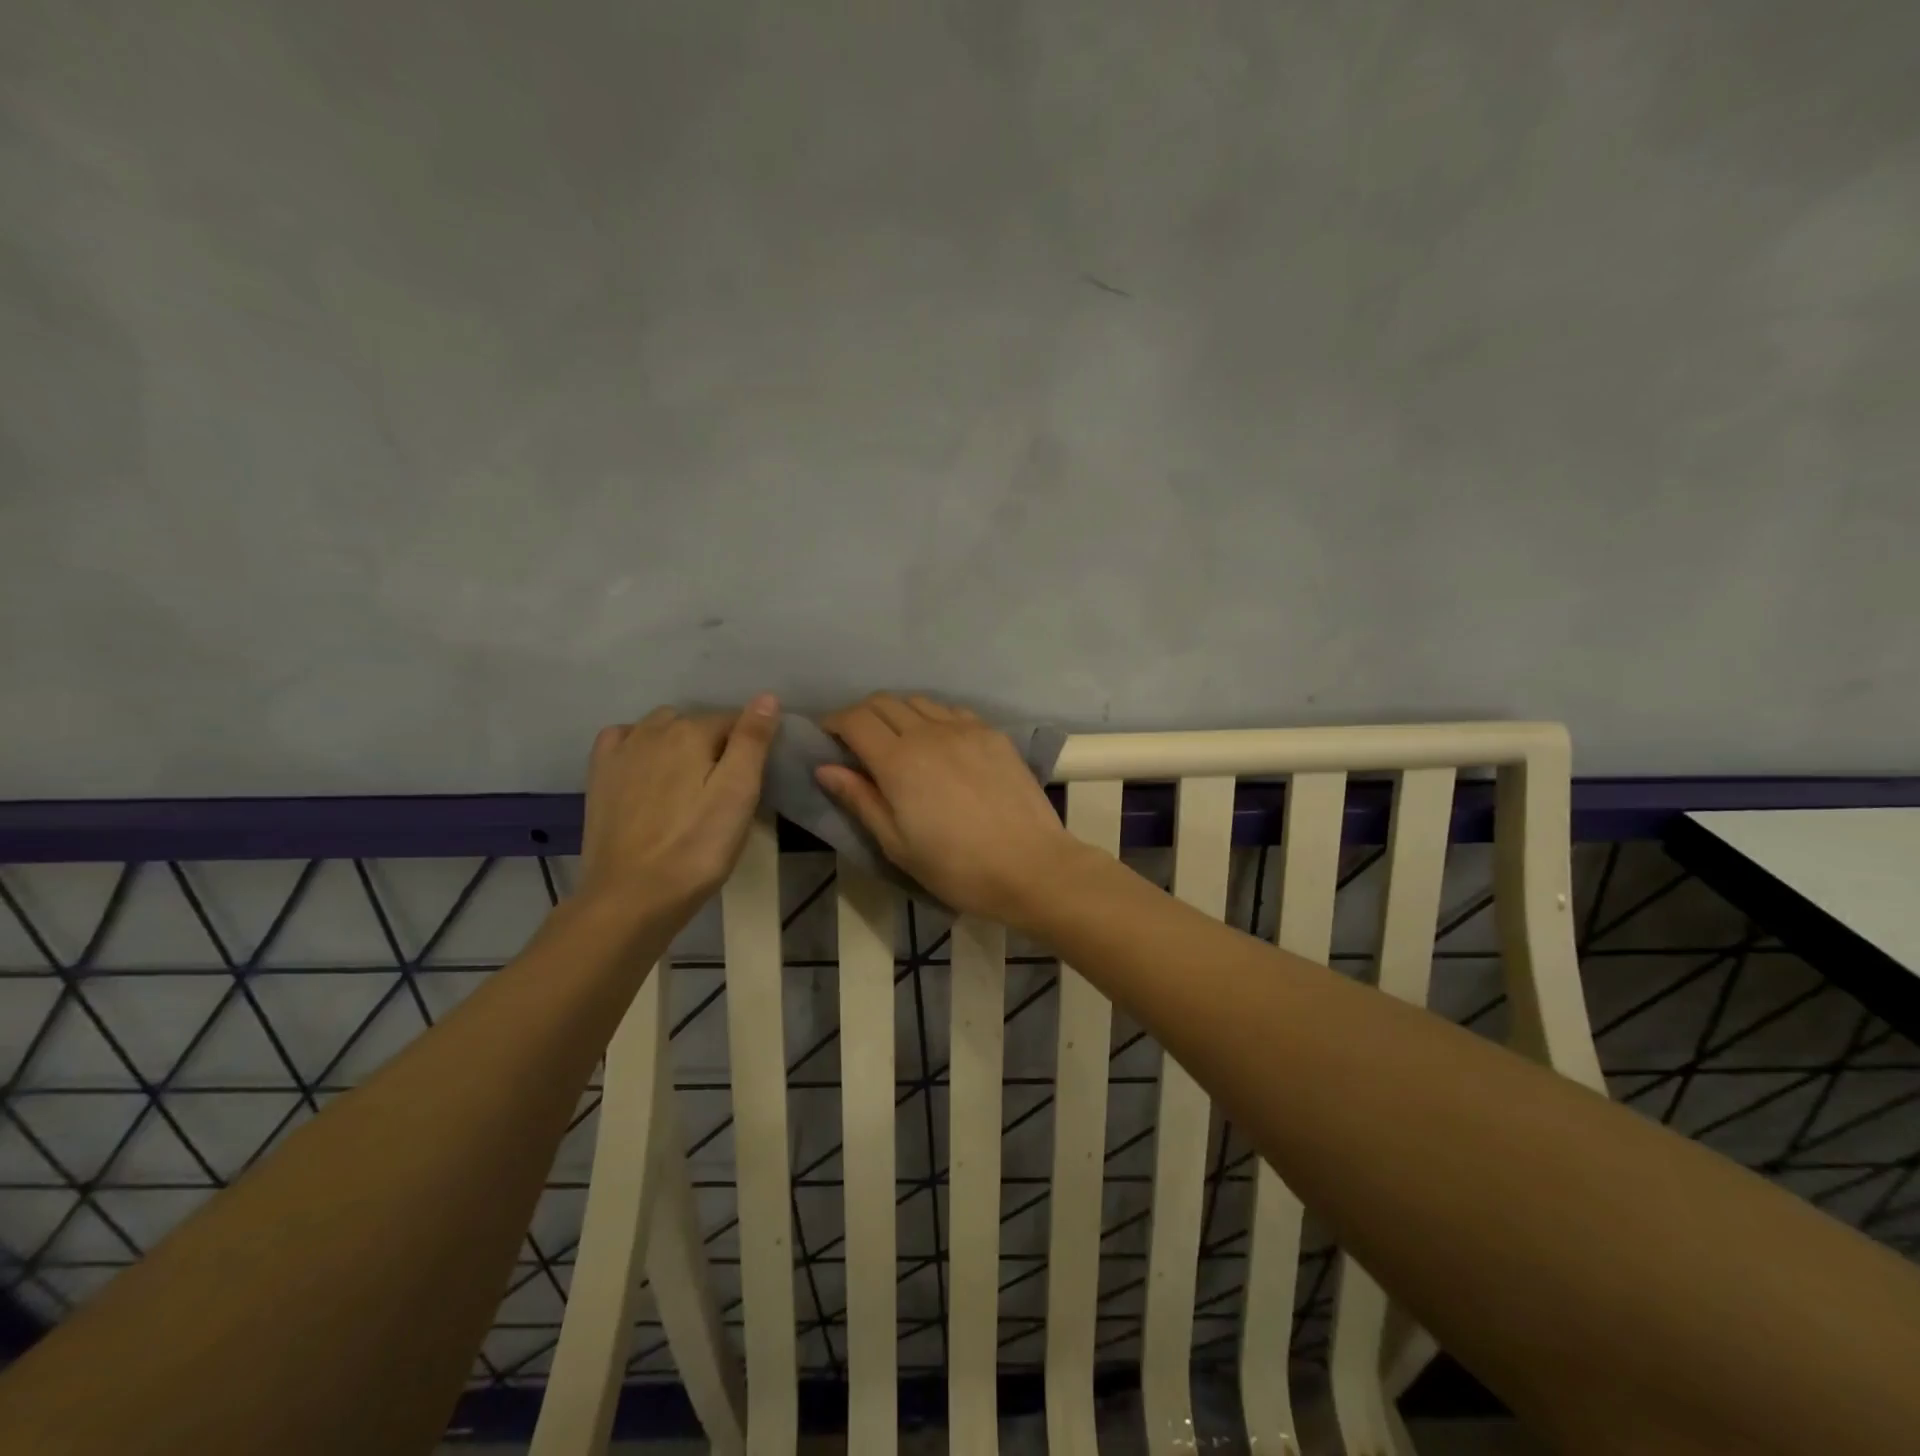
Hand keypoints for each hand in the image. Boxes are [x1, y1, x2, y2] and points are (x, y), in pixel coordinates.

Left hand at [578, 697, 779, 921]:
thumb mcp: (738, 795)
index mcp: (691, 732)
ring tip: (690, 782)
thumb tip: (766, 696)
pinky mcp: (599, 776)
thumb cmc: (696, 849)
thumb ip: (752, 742)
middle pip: (697, 723)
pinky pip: (623, 740)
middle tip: (725, 788)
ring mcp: (620, 751)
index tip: (756, 778)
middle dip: (715, 743)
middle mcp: (652, 730)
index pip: (735, 721)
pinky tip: (647, 770)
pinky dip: (639, 745)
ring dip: (679, 742)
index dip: (751, 746)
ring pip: (660, 728)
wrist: (630, 897)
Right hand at [816, 694, 1082, 925]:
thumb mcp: (897, 844)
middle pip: (884, 702)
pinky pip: (951, 711)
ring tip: (897, 743)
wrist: (1031, 867)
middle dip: (861, 715)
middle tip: (856, 742)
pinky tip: (937, 745)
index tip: (827, 738)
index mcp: (899, 762)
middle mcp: (930, 733)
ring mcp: (965, 729)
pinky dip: (932, 718)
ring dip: (897, 714)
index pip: (855, 720)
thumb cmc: (957, 867)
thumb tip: (825, 767)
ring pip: (918, 702)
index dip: (834, 723)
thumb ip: (860, 799)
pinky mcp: (992, 734)